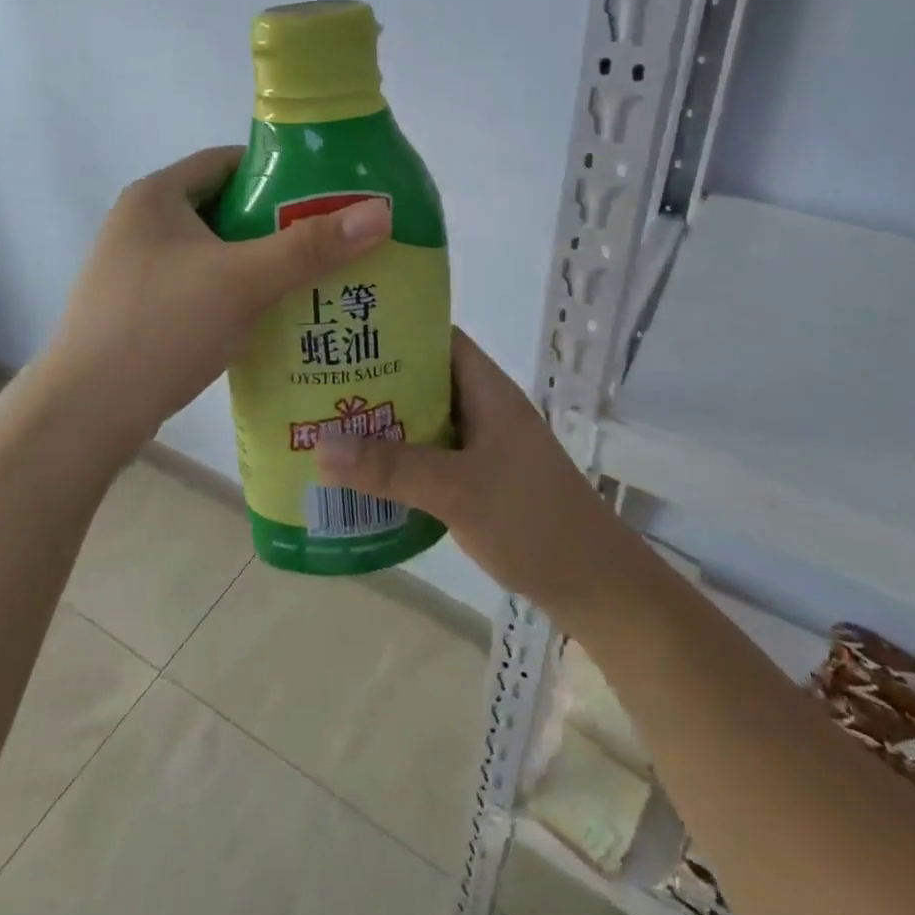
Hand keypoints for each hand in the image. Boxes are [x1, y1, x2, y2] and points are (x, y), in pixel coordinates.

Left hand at [31, 146, 391, 454]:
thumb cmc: (161, 327)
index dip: (280, 171)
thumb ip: (311, 246)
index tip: (327, 192)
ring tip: (313, 279)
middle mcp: (141, 224)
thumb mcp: (243, 280)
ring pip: (215, 252)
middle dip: (277, 223)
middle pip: (226, 208)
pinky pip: (201, 286)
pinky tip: (271, 317)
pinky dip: (236, 293)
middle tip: (330, 241)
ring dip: (259, 263)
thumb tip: (381, 211)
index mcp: (156, 196)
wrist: (86, 415)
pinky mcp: (140, 309)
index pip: (229, 161)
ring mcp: (137, 269)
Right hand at [314, 329, 641, 621]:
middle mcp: (485, 408)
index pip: (439, 337)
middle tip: (322, 384)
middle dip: (378, 380)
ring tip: (330, 426)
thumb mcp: (456, 489)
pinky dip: (402, 459)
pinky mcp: (483, 479)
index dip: (396, 329)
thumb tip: (320, 445)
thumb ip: (391, 467)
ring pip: (427, 420)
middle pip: (425, 379)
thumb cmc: (531, 520)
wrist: (594, 585)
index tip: (345, 334)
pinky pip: (433, 455)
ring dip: (386, 423)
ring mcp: (486, 445)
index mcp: (487, 390)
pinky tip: (366, 475)